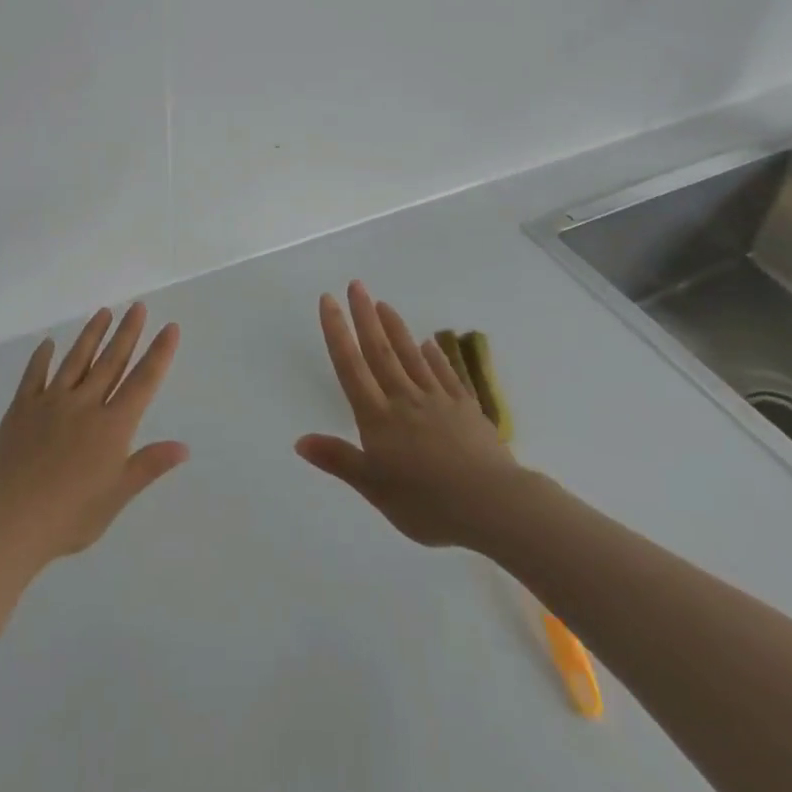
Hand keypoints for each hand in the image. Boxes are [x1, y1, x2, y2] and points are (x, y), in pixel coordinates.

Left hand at [0, 303, 187, 568]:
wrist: (9, 522)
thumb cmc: (69, 517)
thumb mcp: (116, 497)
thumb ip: (148, 466)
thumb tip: (184, 447)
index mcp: (111, 427)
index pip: (142, 382)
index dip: (159, 353)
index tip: (170, 327)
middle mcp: (84, 405)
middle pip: (111, 362)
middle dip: (127, 332)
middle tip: (138, 306)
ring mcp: (51, 403)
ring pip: (76, 360)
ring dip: (92, 335)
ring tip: (103, 312)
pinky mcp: (21, 408)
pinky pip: (34, 375)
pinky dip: (41, 358)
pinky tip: (47, 343)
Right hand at [296, 282, 520, 547]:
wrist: (492, 505)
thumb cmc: (427, 504)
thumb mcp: (375, 489)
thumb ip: (339, 460)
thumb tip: (299, 440)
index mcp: (378, 418)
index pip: (351, 367)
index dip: (337, 332)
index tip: (329, 300)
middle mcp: (405, 399)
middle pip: (380, 351)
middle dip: (365, 317)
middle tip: (356, 285)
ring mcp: (438, 401)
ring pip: (412, 356)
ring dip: (396, 328)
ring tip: (384, 304)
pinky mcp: (466, 409)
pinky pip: (446, 375)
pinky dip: (436, 357)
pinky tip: (430, 344)